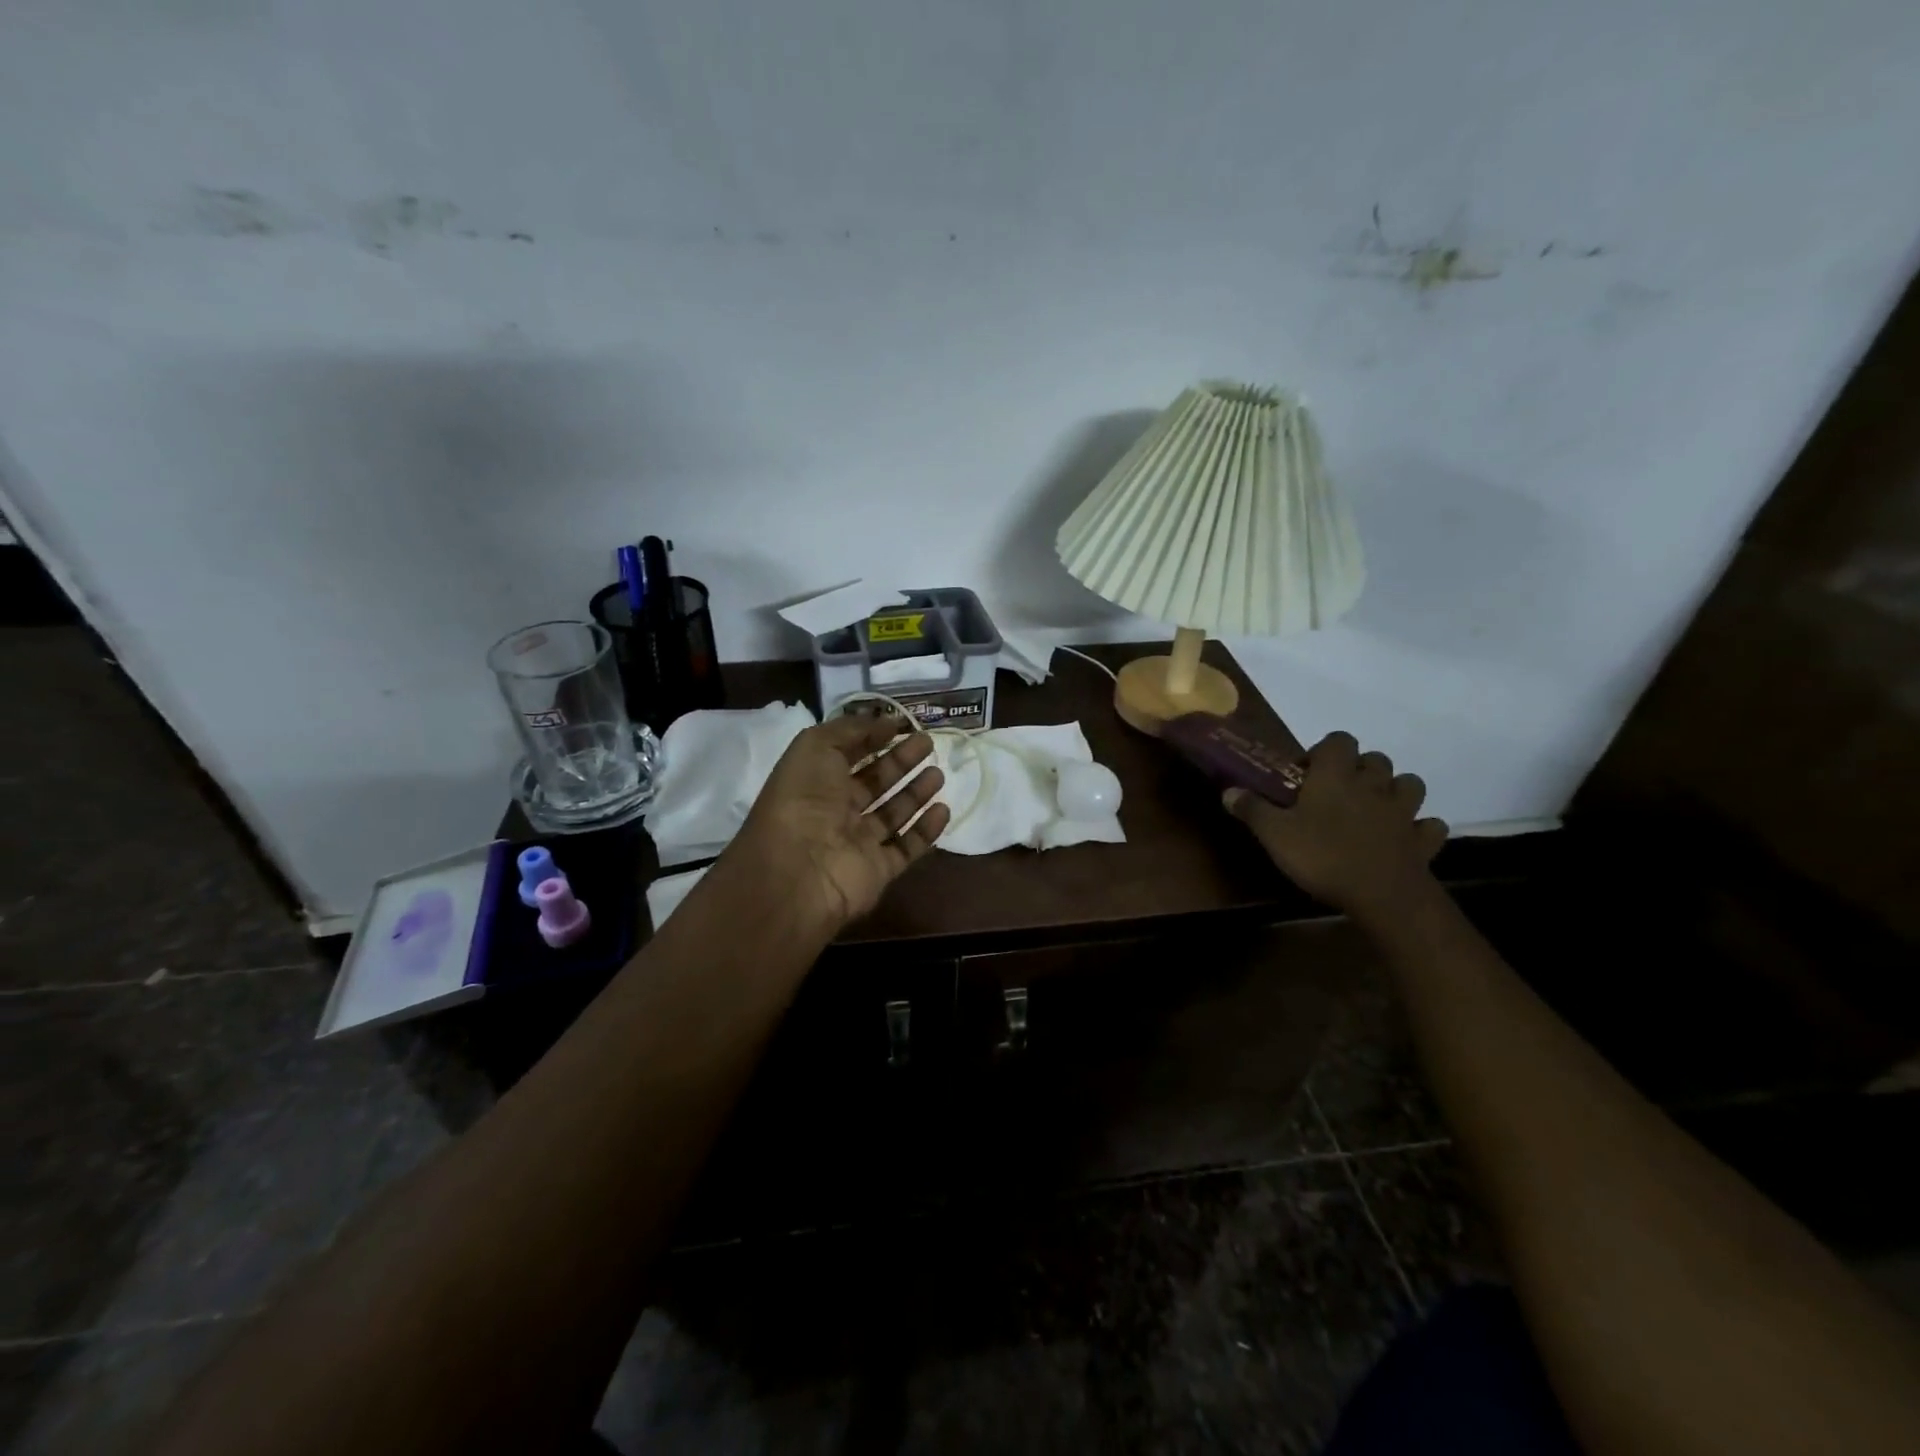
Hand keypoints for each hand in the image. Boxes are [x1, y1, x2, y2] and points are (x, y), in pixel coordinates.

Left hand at [731, 714, 950, 933]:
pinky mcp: (879, 869)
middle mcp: (836, 811)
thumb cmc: (803, 800)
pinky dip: (926, 830)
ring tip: (939, 774)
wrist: (798, 870)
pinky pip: (907, 847)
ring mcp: (858, 842)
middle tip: (928, 744)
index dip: (873, 738)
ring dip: (916, 793)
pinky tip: (943, 809)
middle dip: (901, 761)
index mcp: (816, 781)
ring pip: (893, 814)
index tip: (902, 724)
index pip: (849, 755)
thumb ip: (850, 729)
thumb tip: (885, 722)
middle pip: (875, 782)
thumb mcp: (816, 746)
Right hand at [1224, 731, 1447, 922]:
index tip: (1308, 772)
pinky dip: (1419, 828)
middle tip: (1339, 791)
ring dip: (1395, 791)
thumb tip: (1228, 790)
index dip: (1325, 750)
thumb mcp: (1274, 834)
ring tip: (1375, 808)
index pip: (1338, 740)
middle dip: (1361, 769)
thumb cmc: (1322, 855)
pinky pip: (1429, 826)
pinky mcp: (1422, 840)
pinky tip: (1404, 838)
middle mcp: (1372, 785)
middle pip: (1376, 759)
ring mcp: (1403, 812)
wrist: (1382, 894)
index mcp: (1336, 776)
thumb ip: (1252, 809)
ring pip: (1410, 784)